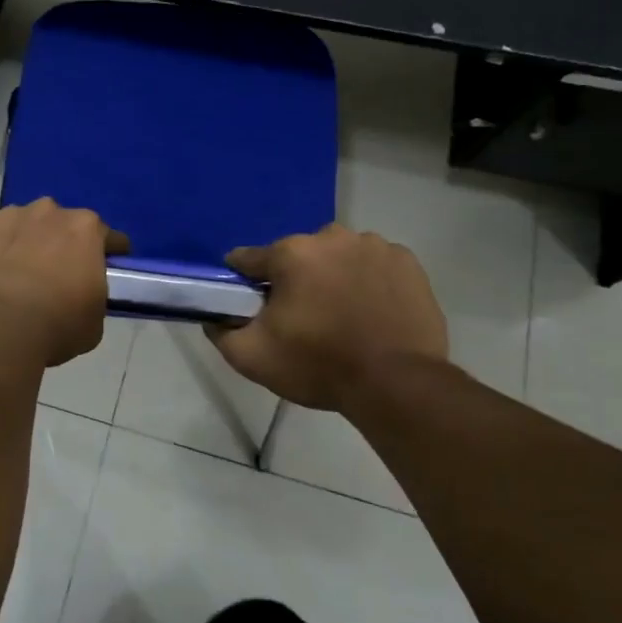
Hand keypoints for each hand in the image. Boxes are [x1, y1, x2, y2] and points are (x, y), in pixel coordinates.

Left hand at [0, 200, 128, 368]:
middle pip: (61, 224)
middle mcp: (49, 212)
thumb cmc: (55, 327)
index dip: (109, 254)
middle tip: (55, 275)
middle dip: (60, 243)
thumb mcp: (94, 321)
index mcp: (85, 229)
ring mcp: (8, 216)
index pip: (108, 237)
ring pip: (23, 225)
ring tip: (16, 276)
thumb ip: (91, 296)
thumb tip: (80, 295)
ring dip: (24, 243)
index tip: (106, 269)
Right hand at [208, 223, 447, 409]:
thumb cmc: (318, 366)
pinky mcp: (407, 263)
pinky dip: (367, 280)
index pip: (249, 259)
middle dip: (293, 279)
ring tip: (340, 314)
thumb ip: (221, 332)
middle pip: (297, 255)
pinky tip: (370, 310)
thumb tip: (214, 317)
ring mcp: (374, 246)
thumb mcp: (252, 358)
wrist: (397, 385)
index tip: (247, 303)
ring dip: (332, 276)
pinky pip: (374, 264)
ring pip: (337, 256)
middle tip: (300, 317)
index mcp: (291, 253)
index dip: (242, 281)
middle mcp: (331, 237)